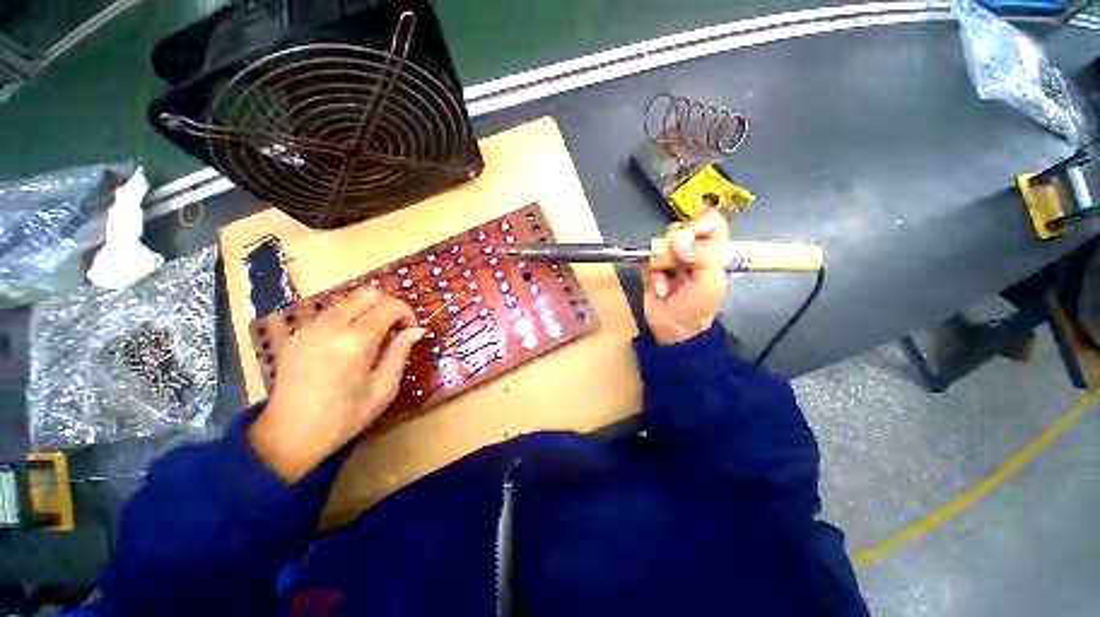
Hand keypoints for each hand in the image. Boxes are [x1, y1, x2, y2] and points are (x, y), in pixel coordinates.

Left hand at [248, 289, 425, 481]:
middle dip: (388, 306)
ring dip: (368, 311)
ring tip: (373, 338)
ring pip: (348, 301)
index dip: (407, 313)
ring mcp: (309, 328)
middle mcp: (330, 326)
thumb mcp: (384, 388)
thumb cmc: (344, 417)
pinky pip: (331, 314)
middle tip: (394, 329)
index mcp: (356, 341)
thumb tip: (416, 330)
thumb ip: (400, 352)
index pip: (390, 305)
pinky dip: (348, 319)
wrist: (288, 436)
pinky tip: (348, 346)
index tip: (411, 331)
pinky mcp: (297, 334)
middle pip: (367, 293)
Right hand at [643, 210, 730, 345]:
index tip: (684, 240)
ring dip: (662, 261)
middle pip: (683, 227)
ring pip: (662, 242)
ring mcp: (671, 258)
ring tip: (666, 279)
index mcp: (714, 251)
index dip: (697, 224)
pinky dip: (651, 274)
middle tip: (675, 258)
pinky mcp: (653, 267)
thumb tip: (678, 241)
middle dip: (676, 243)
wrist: (672, 329)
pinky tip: (659, 289)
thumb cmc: (697, 307)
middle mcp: (693, 251)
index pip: (711, 221)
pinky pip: (647, 259)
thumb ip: (704, 256)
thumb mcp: (711, 282)